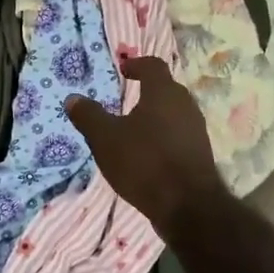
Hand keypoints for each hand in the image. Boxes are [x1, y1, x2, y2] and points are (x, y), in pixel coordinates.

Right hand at [65, 56, 230, 234]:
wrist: (189, 207)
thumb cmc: (144, 162)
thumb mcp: (105, 138)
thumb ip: (88, 116)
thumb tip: (73, 98)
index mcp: (163, 92)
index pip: (153, 65)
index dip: (137, 64)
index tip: (123, 70)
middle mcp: (185, 105)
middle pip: (166, 88)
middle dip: (146, 91)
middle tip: (126, 99)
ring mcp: (197, 131)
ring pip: (174, 113)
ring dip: (156, 116)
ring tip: (134, 129)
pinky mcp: (201, 155)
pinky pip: (179, 135)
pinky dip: (164, 137)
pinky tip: (148, 154)